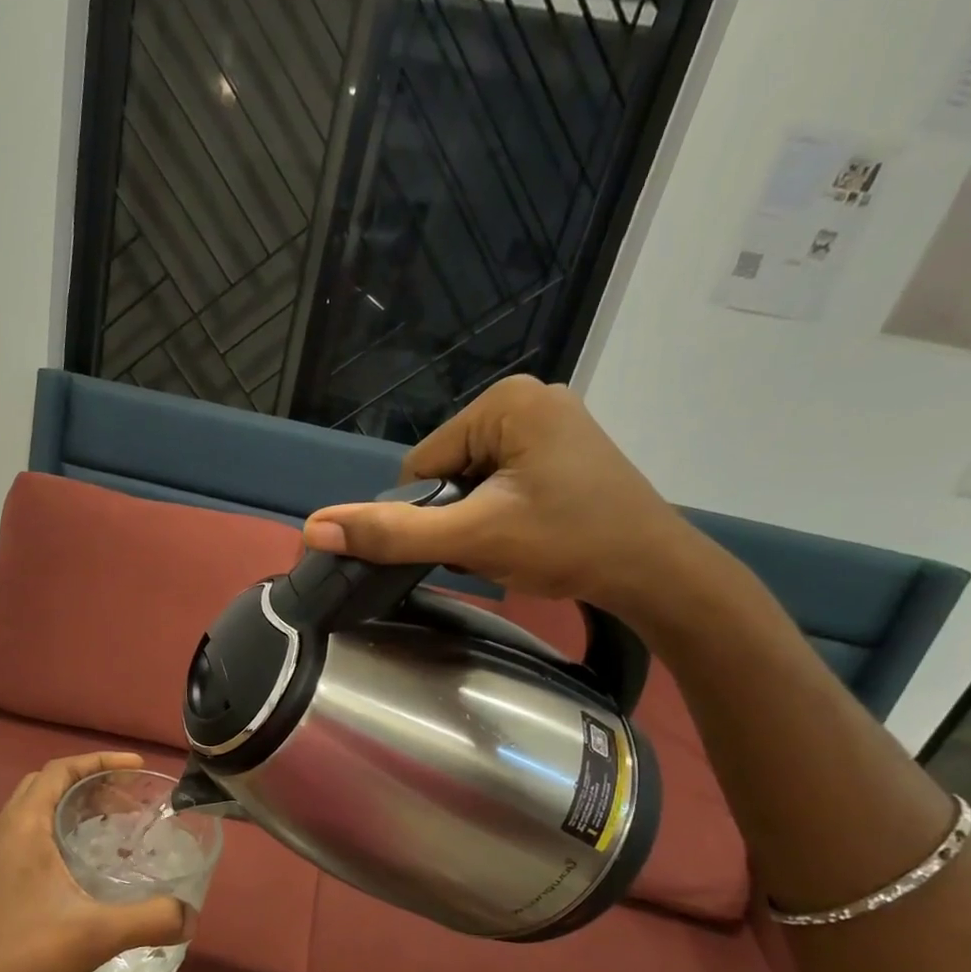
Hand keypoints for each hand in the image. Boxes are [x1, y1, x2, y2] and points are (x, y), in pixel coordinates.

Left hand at [0, 752, 189, 971]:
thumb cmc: (23, 956)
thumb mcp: (95, 934)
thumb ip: (149, 920)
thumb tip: (191, 915)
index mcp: (23, 828)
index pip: (59, 770)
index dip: (99, 761)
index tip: (137, 767)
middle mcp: (5, 836)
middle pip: (46, 787)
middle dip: (88, 782)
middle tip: (127, 797)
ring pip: (36, 817)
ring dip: (72, 811)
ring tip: (113, 826)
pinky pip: (31, 845)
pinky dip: (61, 840)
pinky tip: (86, 871)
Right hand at [301, 376, 698, 616]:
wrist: (655, 573)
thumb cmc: (568, 544)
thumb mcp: (472, 539)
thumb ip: (392, 533)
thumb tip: (315, 528)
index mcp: (505, 401)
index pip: (422, 464)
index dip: (428, 513)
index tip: (467, 541)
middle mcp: (528, 398)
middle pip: (447, 470)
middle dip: (456, 517)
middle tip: (494, 546)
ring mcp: (550, 423)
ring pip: (471, 481)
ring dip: (476, 520)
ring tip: (515, 542)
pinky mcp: (563, 449)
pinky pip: (501, 481)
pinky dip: (500, 514)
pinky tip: (528, 534)